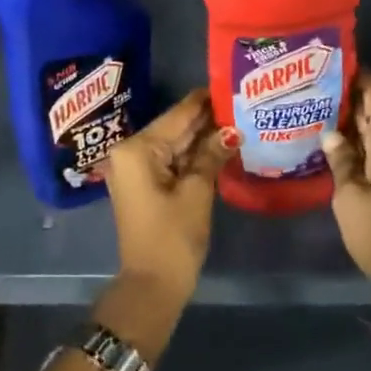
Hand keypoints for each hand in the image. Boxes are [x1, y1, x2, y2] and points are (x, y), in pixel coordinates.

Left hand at [100, 89, 230, 312]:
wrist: (151, 286)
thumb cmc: (172, 237)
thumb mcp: (196, 192)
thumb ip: (211, 154)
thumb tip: (231, 130)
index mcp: (137, 148)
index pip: (177, 115)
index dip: (204, 101)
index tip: (229, 83)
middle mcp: (130, 152)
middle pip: (174, 128)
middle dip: (206, 119)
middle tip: (239, 102)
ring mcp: (135, 169)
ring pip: (174, 144)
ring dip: (202, 136)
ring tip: (236, 119)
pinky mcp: (143, 184)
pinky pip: (170, 160)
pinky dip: (192, 155)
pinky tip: (219, 145)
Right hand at [323, 72, 370, 317]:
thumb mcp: (350, 198)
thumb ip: (340, 160)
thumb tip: (330, 132)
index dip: (359, 73)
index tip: (330, 62)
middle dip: (347, 93)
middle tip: (310, 85)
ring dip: (348, 117)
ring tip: (312, 108)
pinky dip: (354, 139)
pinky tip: (328, 141)